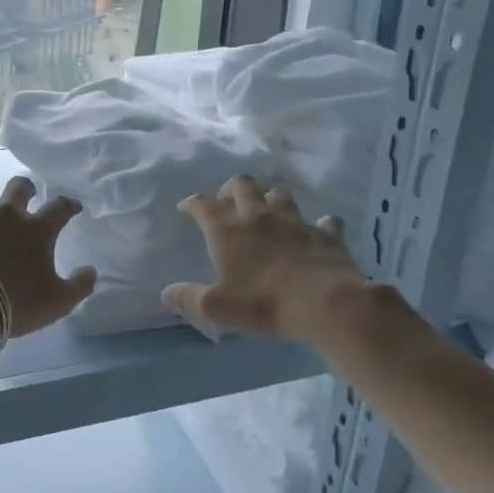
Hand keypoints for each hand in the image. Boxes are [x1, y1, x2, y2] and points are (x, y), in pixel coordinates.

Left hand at [0, 177, 97, 337]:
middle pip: (20, 185)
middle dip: (26, 188)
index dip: (68, 205)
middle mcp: (7, 212)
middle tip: (26, 197)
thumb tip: (91, 271)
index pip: (60, 207)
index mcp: (37, 228)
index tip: (72, 208)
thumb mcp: (58, 302)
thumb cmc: (14, 303)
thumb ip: (79, 286)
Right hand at [163, 174, 368, 341]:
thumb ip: (189, 299)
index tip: (186, 208)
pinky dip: (317, 225)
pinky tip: (316, 233)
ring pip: (280, 195)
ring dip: (271, 200)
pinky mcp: (326, 233)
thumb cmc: (264, 303)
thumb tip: (166, 294)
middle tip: (228, 203)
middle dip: (231, 189)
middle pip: (243, 185)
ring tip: (267, 213)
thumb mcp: (218, 307)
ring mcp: (296, 220)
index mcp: (228, 230)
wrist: (327, 303)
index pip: (203, 205)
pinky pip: (323, 221)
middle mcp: (259, 216)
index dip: (191, 203)